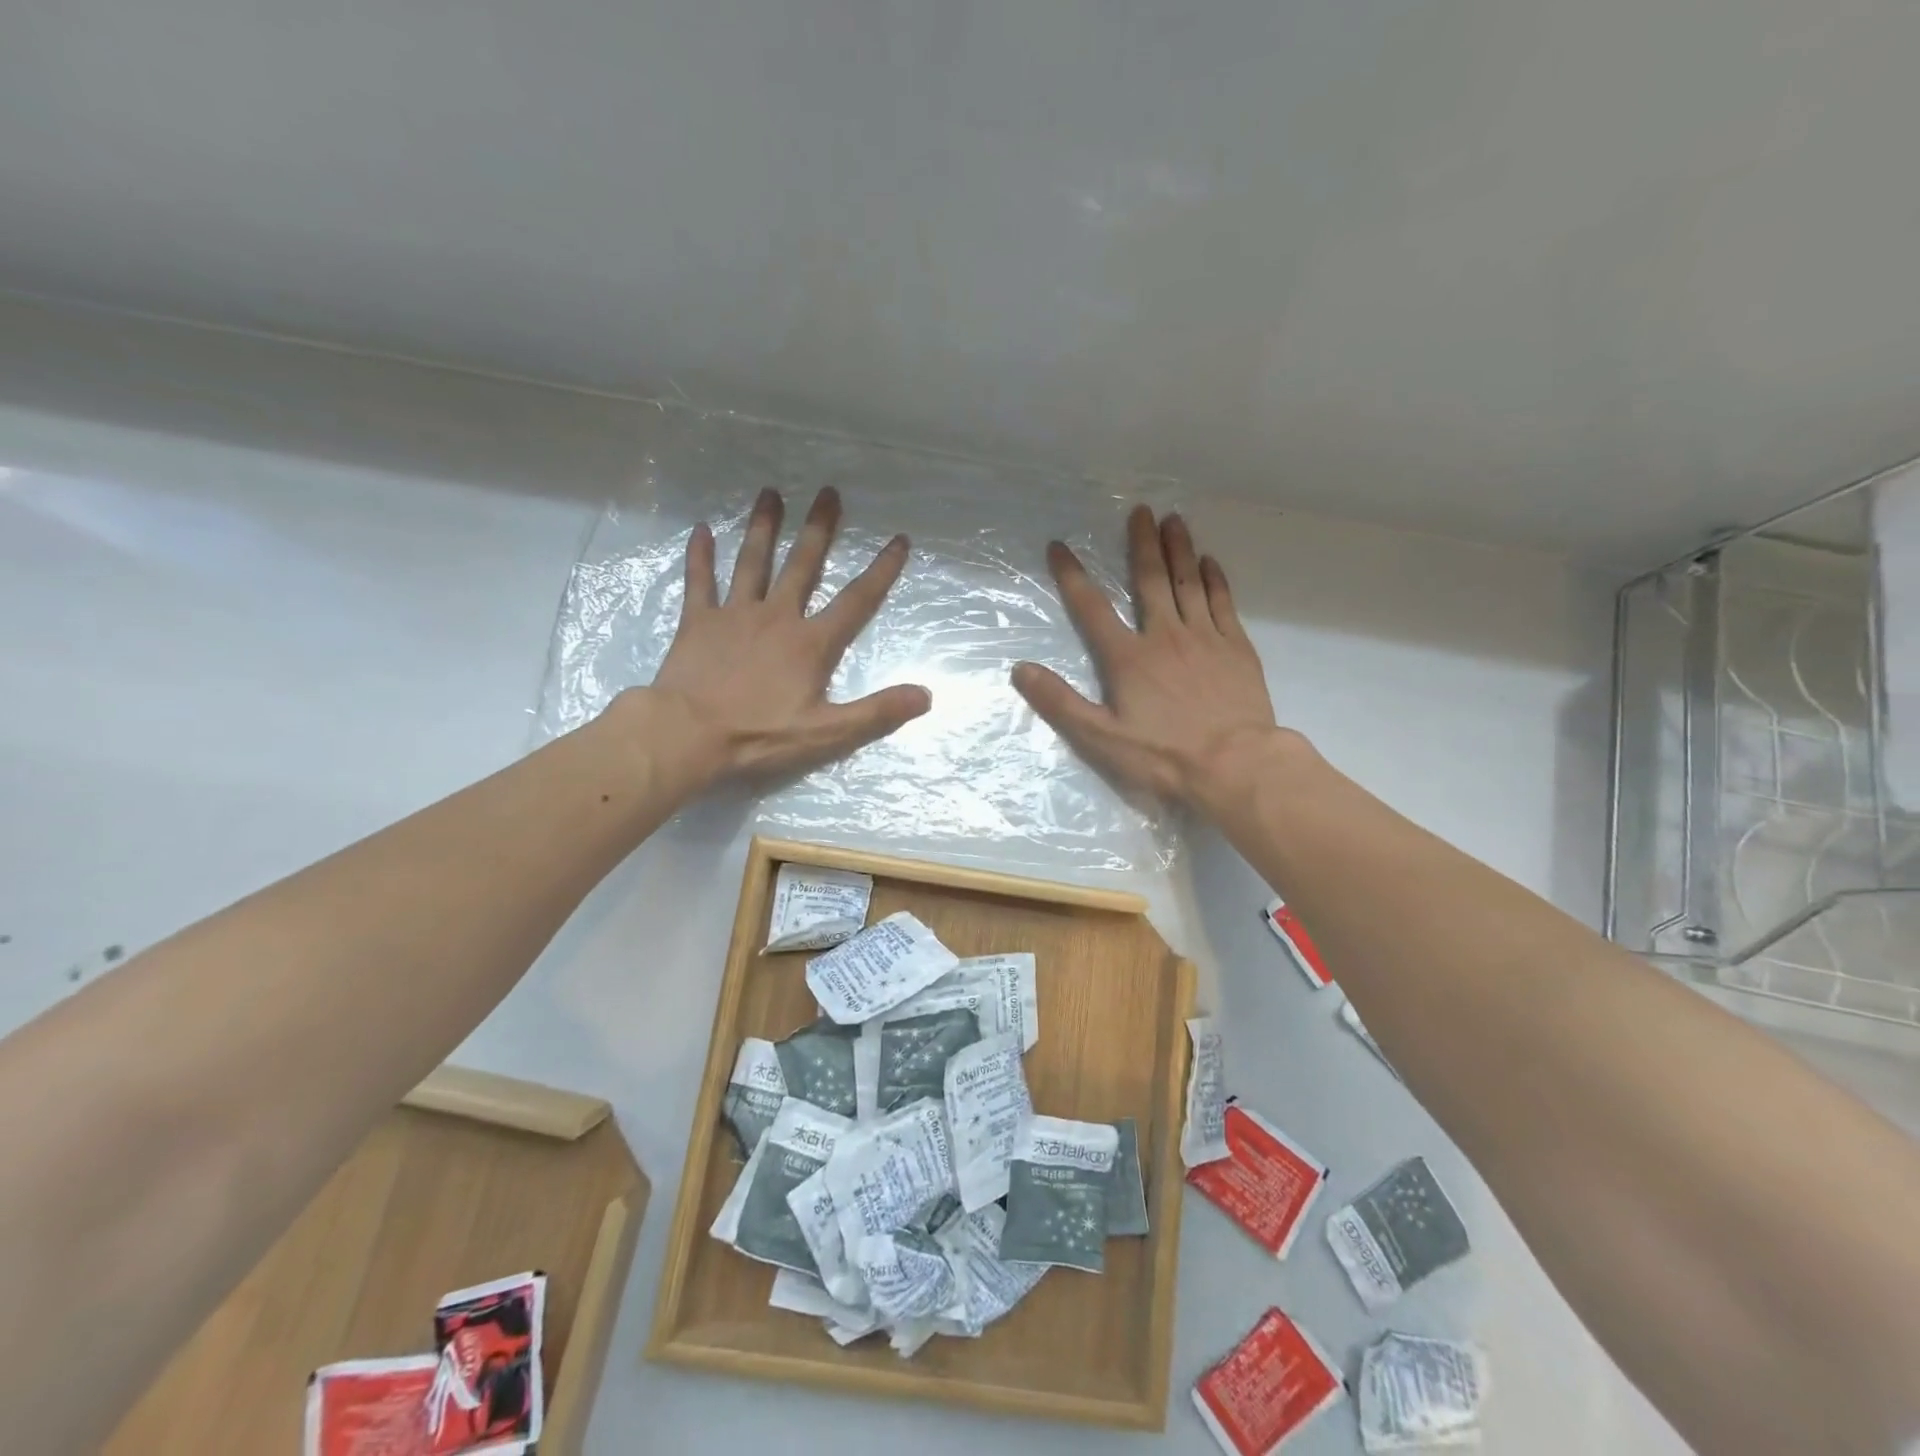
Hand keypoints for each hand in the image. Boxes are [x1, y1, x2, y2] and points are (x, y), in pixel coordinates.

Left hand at [643, 488, 929, 787]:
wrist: (687, 735)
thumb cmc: (760, 736)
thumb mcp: (828, 734)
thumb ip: (877, 712)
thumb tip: (926, 695)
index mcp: (811, 643)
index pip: (856, 601)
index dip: (881, 571)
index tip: (898, 539)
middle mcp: (777, 617)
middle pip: (803, 565)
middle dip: (819, 529)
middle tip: (828, 492)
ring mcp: (734, 615)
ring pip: (752, 562)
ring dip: (763, 527)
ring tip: (770, 493)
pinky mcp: (698, 622)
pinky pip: (700, 581)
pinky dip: (700, 556)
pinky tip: (701, 529)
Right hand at [1012, 507, 1283, 811]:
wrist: (1235, 765)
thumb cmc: (1164, 756)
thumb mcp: (1100, 738)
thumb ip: (1060, 703)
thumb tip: (1020, 670)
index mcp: (1128, 658)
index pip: (1092, 609)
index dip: (1072, 576)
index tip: (1059, 547)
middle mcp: (1164, 636)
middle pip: (1149, 580)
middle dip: (1141, 543)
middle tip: (1139, 510)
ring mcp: (1204, 638)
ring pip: (1188, 582)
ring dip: (1179, 549)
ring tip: (1173, 520)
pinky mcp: (1236, 648)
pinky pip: (1222, 603)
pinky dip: (1215, 579)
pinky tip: (1210, 562)